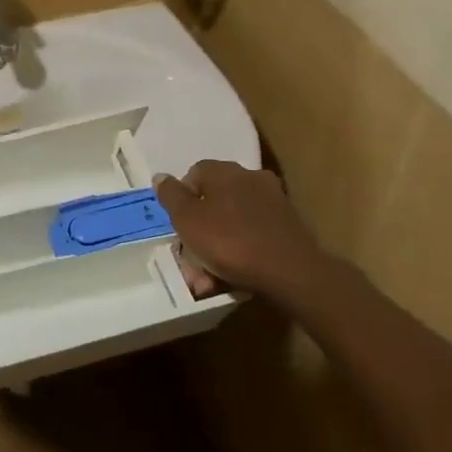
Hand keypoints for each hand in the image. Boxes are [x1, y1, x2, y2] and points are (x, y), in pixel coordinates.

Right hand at [155, 161, 331, 308]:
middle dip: (199, 231)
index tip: (179, 228)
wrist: (290, 272)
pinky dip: (241, 253)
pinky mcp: (288, 227)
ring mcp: (272, 202)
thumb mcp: (187, 220)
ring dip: (218, 248)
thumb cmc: (230, 241)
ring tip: (209, 279)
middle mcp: (249, 178)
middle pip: (214, 201)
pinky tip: (234, 278)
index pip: (194, 175)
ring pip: (233, 222)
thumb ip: (171, 196)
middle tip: (191, 261)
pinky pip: (253, 236)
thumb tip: (161, 176)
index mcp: (224, 171)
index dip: (182, 202)